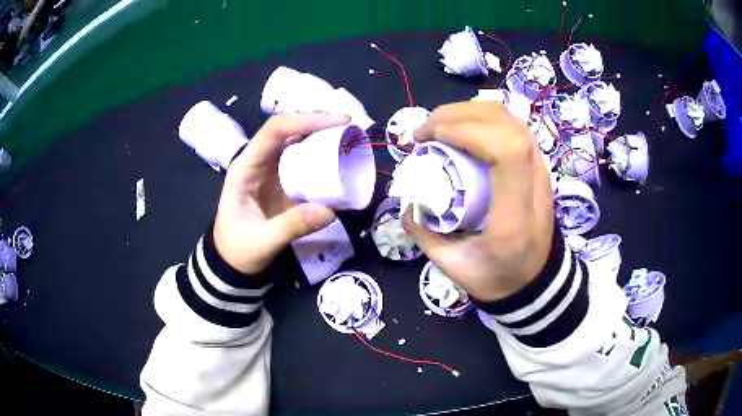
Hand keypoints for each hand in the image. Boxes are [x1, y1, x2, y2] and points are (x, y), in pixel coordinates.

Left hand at [213, 113, 349, 273]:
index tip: (337, 122)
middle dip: (318, 122)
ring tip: (349, 137)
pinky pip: (304, 161)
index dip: (305, 120)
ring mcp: (271, 170)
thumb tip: (330, 211)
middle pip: (288, 129)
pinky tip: (340, 159)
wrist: (232, 261)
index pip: (274, 131)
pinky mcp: (283, 181)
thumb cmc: (239, 249)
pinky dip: (322, 156)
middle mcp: (259, 161)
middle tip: (350, 126)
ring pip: (297, 141)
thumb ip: (292, 226)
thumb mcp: (263, 241)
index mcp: (246, 167)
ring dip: (322, 136)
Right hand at [403, 102, 553, 301]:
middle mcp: (535, 186)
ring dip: (470, 111)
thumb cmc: (498, 278)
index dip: (465, 131)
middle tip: (423, 131)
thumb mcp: (454, 267)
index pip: (506, 152)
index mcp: (515, 217)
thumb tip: (407, 204)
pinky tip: (462, 128)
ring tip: (439, 125)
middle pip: (507, 125)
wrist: (537, 282)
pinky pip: (513, 125)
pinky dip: (483, 117)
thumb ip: (426, 235)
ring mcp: (542, 171)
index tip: (427, 138)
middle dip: (458, 115)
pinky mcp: (538, 165)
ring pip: (511, 119)